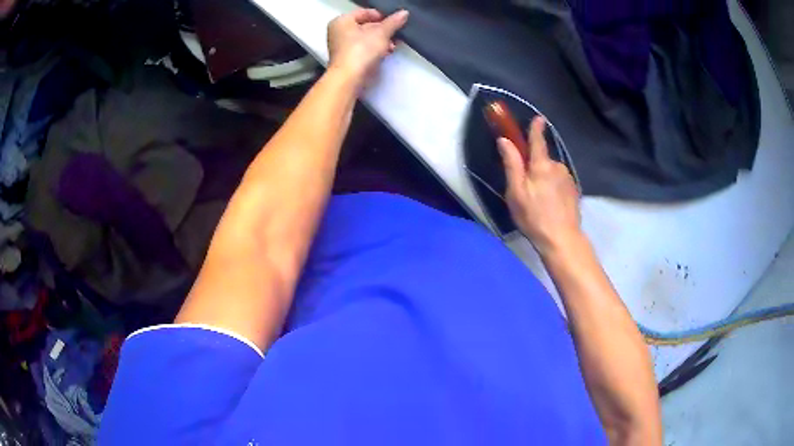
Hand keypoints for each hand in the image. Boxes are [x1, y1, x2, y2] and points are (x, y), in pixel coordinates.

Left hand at [327, 8, 408, 88]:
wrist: (349, 79)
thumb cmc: (360, 51)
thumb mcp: (381, 33)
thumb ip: (393, 22)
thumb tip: (403, 13)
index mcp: (341, 21)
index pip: (365, 13)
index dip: (381, 16)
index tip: (394, 21)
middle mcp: (338, 32)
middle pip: (366, 26)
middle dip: (383, 31)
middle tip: (396, 33)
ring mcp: (342, 47)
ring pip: (366, 39)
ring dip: (381, 41)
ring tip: (393, 45)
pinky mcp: (348, 60)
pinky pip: (364, 50)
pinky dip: (375, 50)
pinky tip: (386, 53)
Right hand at [498, 116, 581, 255]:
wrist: (562, 239)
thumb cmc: (534, 216)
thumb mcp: (516, 192)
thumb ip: (512, 164)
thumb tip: (505, 140)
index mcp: (542, 165)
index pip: (537, 140)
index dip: (536, 128)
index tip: (538, 118)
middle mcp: (557, 166)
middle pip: (542, 160)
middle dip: (534, 167)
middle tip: (525, 189)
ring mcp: (568, 179)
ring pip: (551, 172)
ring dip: (544, 179)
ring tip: (538, 201)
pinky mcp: (574, 191)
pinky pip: (560, 182)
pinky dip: (553, 188)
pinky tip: (550, 205)